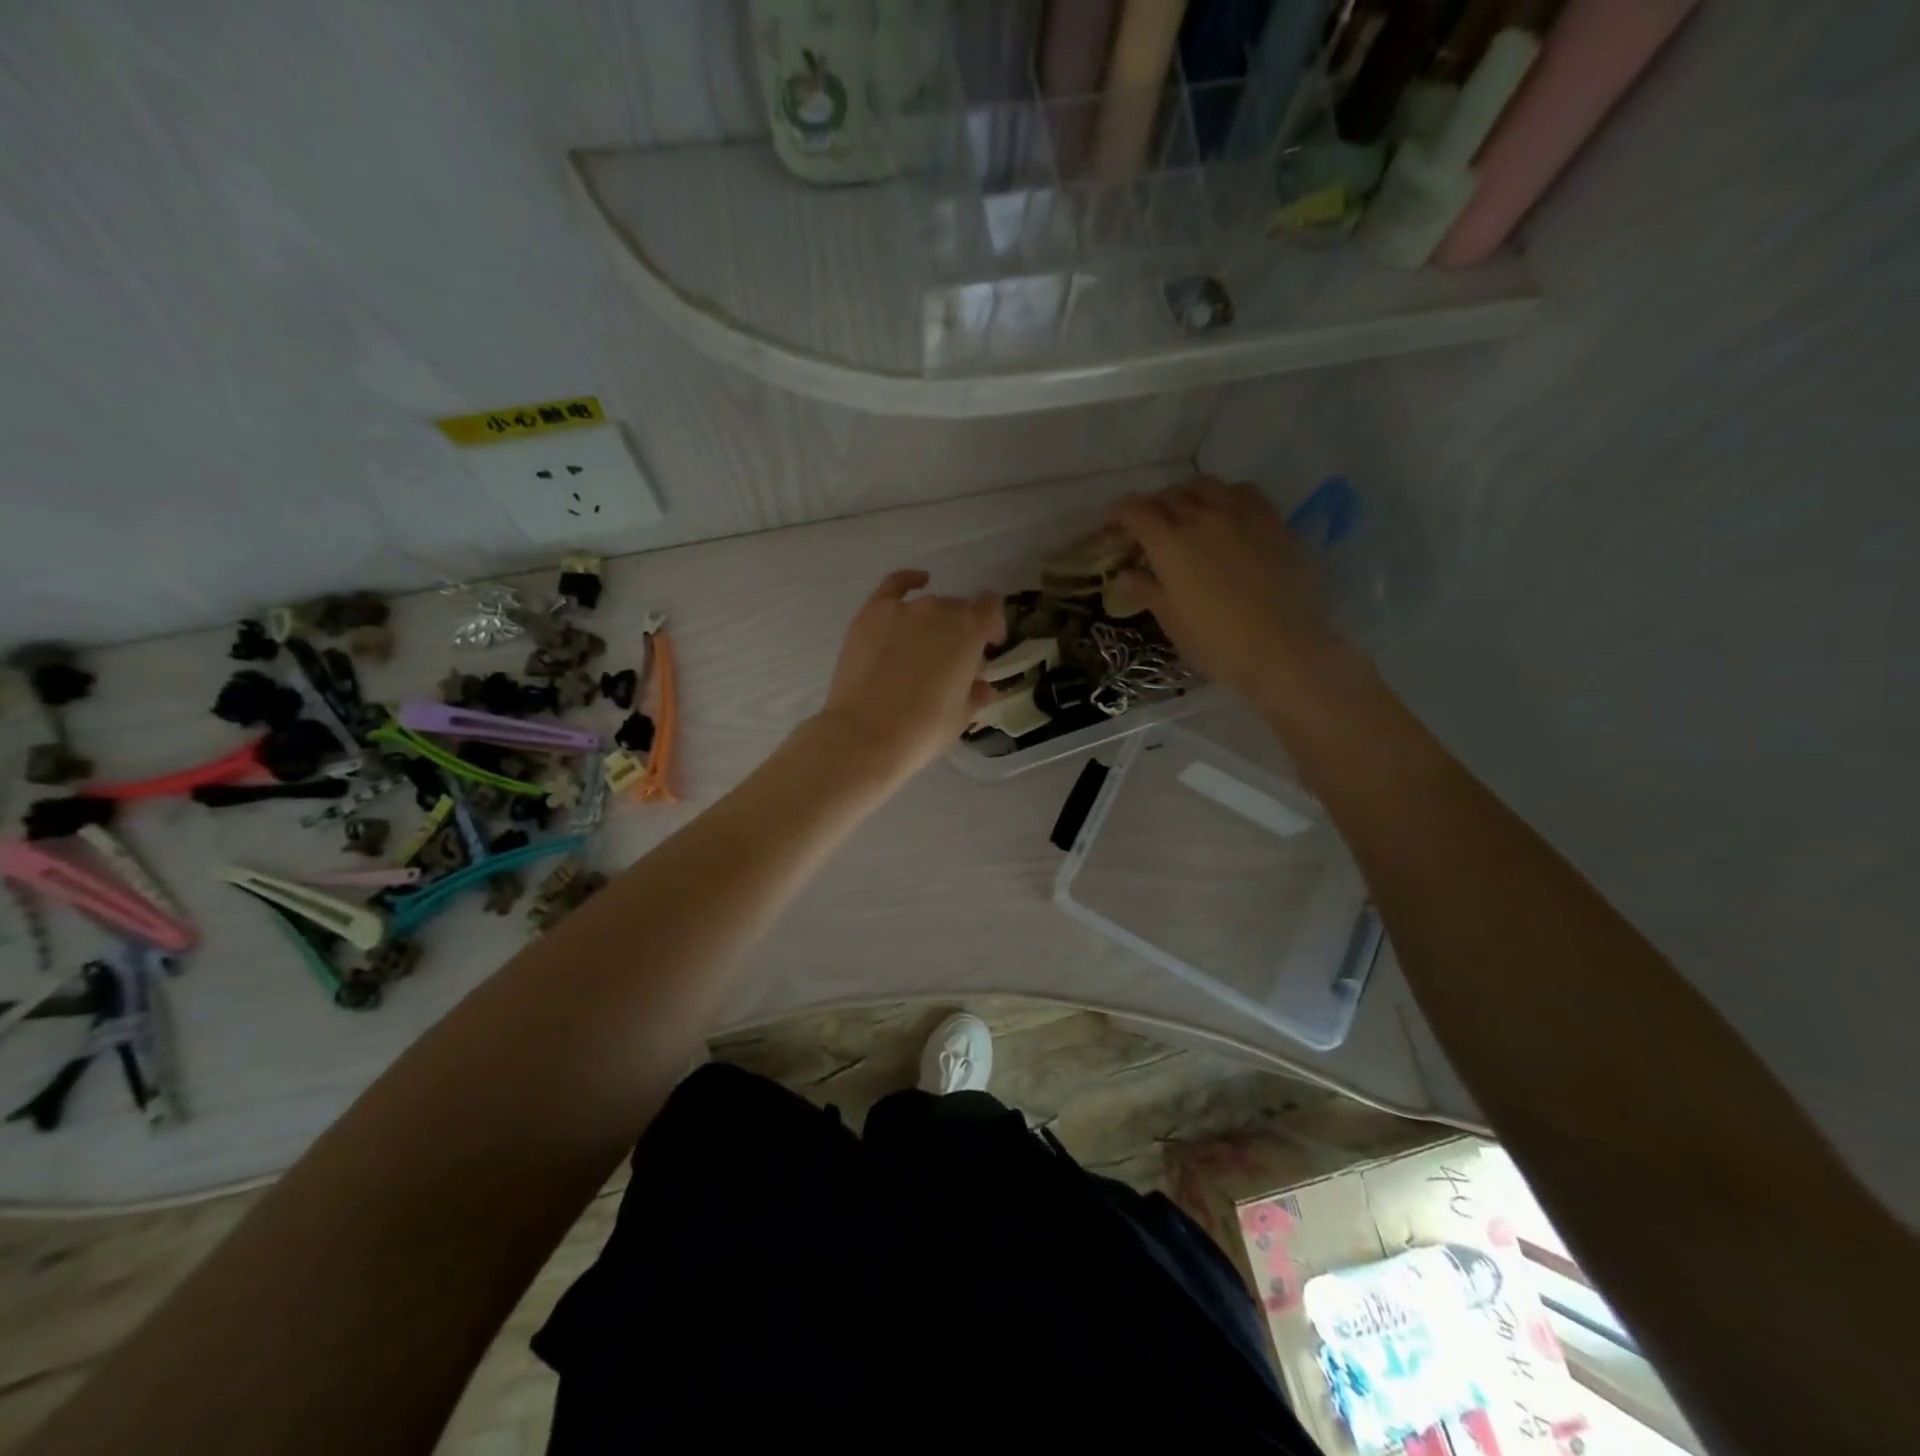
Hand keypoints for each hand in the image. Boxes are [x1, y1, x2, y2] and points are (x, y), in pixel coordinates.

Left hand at [810, 570, 1003, 782]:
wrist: (867, 733)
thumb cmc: (923, 729)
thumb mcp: (961, 715)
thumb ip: (975, 693)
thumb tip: (982, 686)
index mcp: (969, 632)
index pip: (991, 609)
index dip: (992, 626)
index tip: (989, 647)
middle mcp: (940, 611)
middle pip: (958, 610)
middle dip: (961, 631)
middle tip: (952, 661)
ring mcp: (903, 609)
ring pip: (929, 605)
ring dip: (934, 621)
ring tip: (925, 647)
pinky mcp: (871, 613)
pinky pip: (894, 585)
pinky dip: (908, 581)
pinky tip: (917, 582)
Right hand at [1112, 478, 1346, 708]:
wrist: (1284, 649)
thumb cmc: (1217, 643)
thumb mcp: (1173, 622)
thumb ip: (1147, 591)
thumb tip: (1123, 575)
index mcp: (1171, 545)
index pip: (1136, 512)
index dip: (1119, 513)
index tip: (1111, 522)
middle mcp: (1202, 518)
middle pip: (1169, 496)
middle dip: (1151, 506)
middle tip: (1145, 525)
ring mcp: (1241, 515)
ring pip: (1206, 485)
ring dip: (1186, 494)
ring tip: (1184, 511)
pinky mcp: (1273, 522)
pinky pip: (1244, 491)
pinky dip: (1225, 495)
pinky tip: (1226, 511)